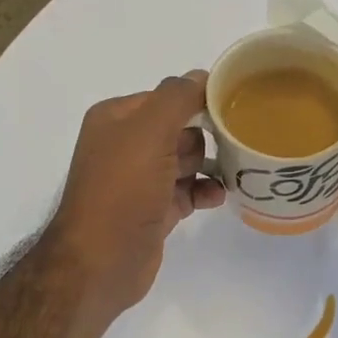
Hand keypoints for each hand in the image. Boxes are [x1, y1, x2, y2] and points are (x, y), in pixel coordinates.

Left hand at [45, 73, 224, 318]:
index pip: (166, 97)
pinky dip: (205, 192)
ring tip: (235, 170)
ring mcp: (140, 181)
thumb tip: (202, 76)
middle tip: (231, 145)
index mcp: (116, 119)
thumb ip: (176, 98)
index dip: (198, 101)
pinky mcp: (154, 211)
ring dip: (210, 165)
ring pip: (186, 162)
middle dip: (206, 136)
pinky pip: (187, 192)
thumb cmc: (123, 190)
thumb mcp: (149, 132)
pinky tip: (220, 196)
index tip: (233, 109)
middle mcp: (126, 146)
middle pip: (179, 129)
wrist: (101, 261)